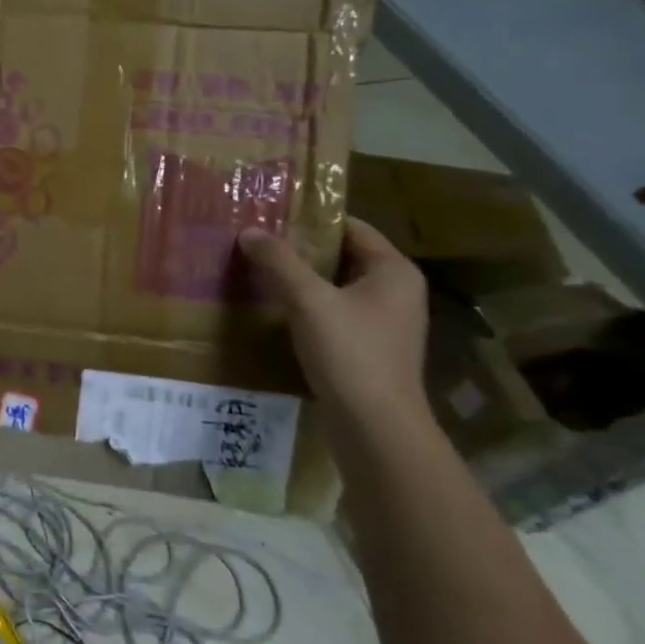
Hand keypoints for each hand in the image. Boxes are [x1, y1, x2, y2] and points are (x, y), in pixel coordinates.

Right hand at [239, 217, 429, 428]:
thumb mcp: (308, 300)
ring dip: (300, 280)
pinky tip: (274, 310)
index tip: (270, 216)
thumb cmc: (350, 353)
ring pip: (335, 287)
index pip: (350, 227)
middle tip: (256, 242)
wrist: (374, 427)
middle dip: (300, 250)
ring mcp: (385, 322)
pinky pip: (334, 313)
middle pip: (342, 256)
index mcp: (393, 271)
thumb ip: (279, 262)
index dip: (311, 220)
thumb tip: (248, 231)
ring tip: (258, 271)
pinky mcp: (369, 348)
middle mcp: (396, 291)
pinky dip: (307, 307)